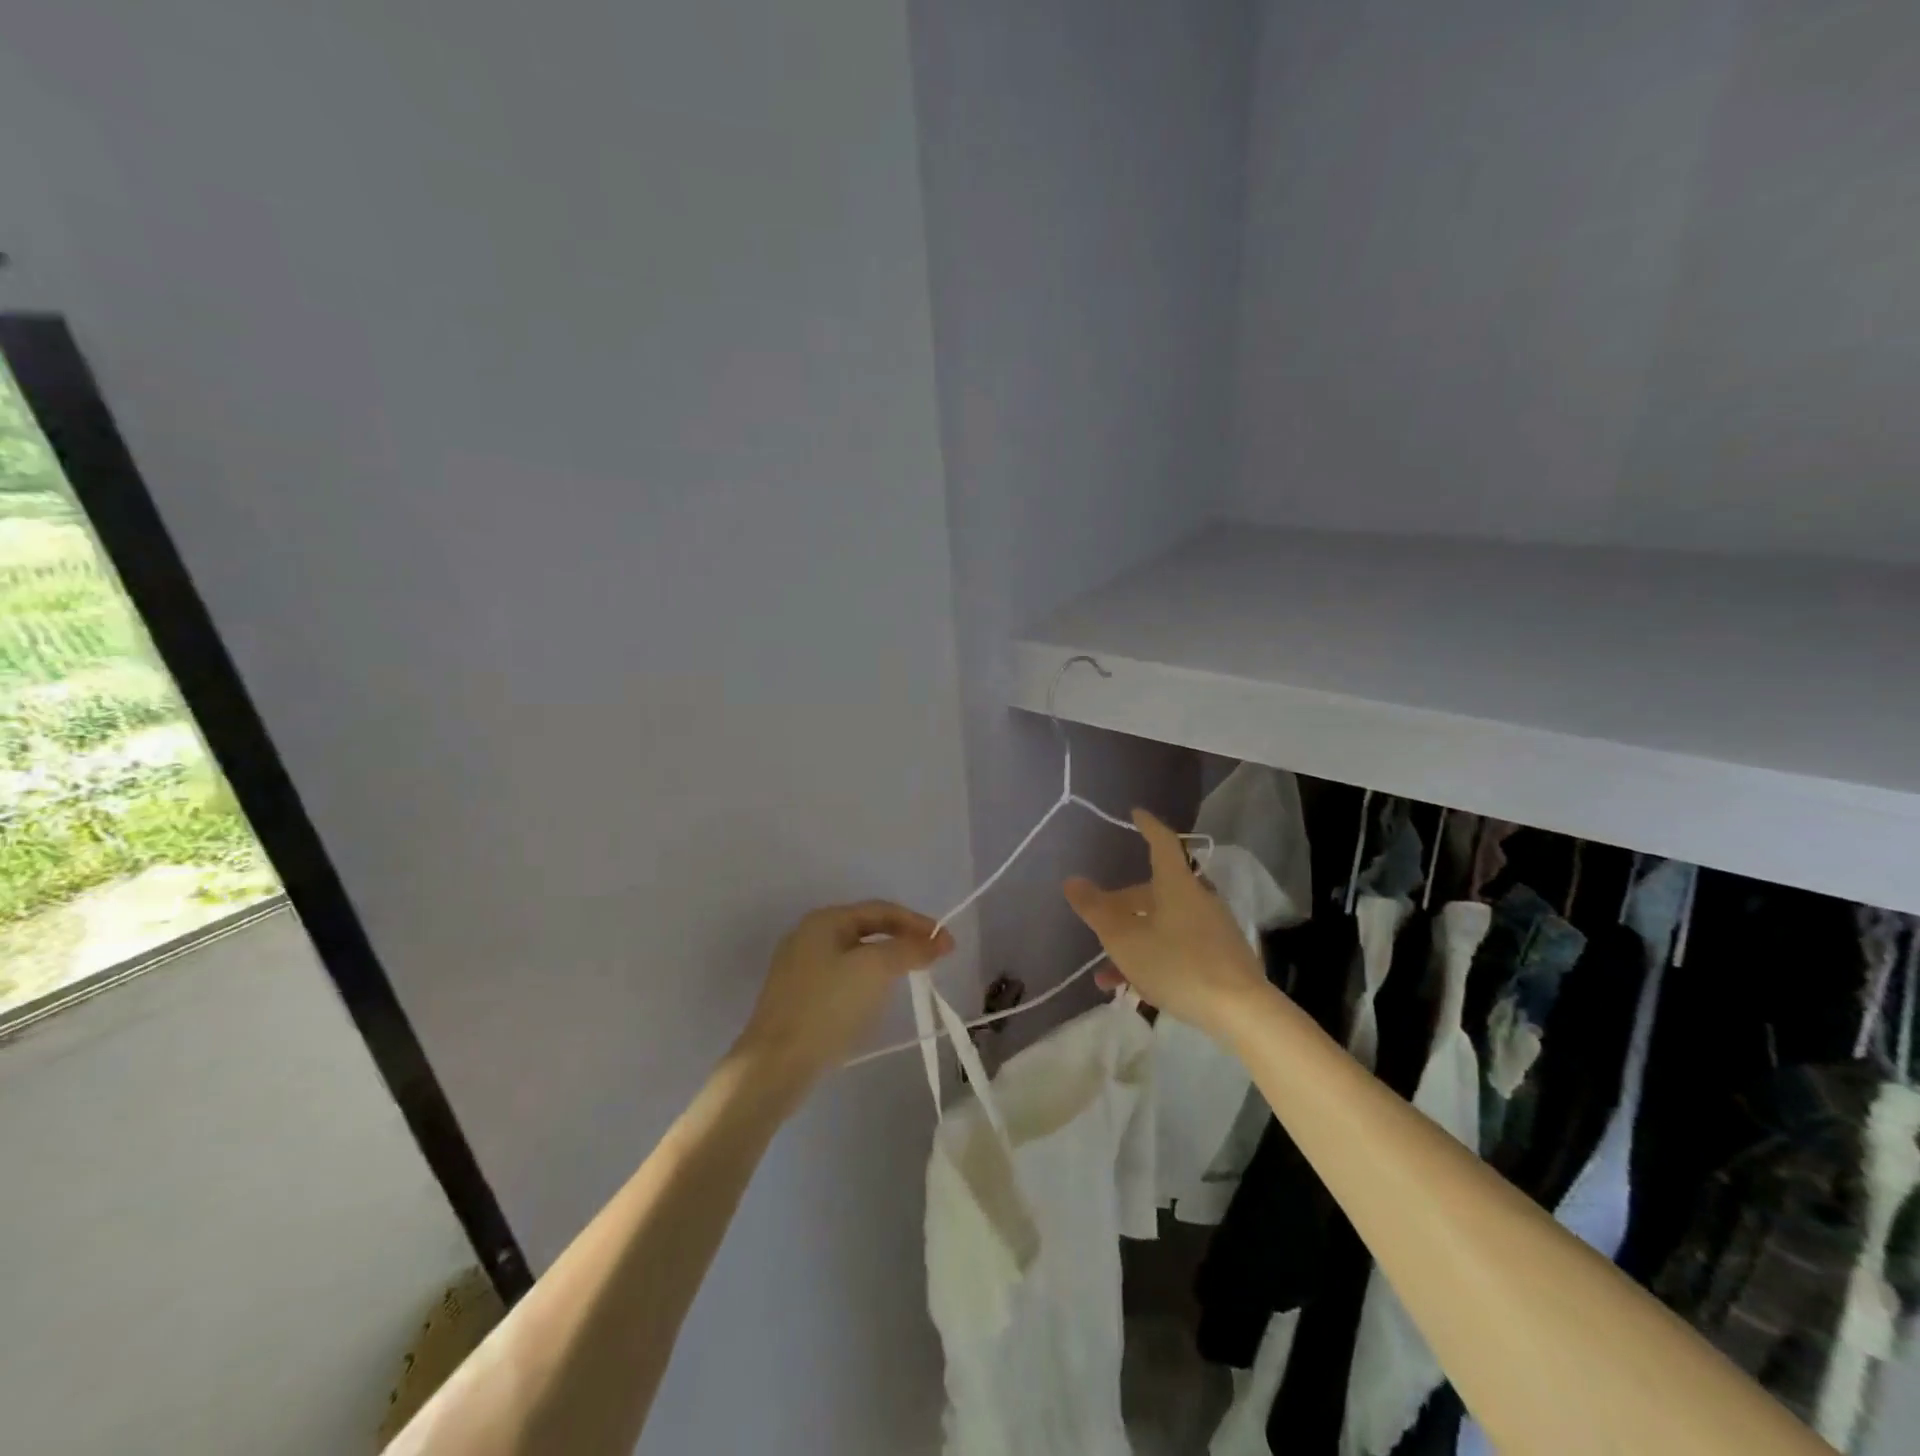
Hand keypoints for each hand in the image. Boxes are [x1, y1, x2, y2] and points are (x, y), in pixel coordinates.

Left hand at [732, 901, 954, 1097]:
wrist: (775, 1065)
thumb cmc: (827, 1006)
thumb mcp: (875, 970)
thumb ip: (909, 950)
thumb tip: (939, 941)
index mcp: (824, 920)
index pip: (881, 910)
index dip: (917, 923)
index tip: (947, 943)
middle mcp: (809, 936)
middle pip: (867, 929)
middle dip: (902, 941)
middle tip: (932, 958)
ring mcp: (800, 968)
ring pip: (855, 955)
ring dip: (886, 961)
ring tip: (910, 977)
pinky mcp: (798, 999)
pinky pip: (842, 979)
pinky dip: (867, 982)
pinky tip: (876, 1000)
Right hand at [1064, 809, 1267, 1039]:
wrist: (1241, 1012)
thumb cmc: (1176, 964)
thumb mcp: (1124, 939)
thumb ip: (1095, 910)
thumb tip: (1072, 881)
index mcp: (1176, 884)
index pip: (1162, 843)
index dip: (1148, 826)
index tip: (1136, 813)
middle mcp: (1197, 898)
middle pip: (1155, 891)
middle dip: (1123, 905)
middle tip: (1098, 918)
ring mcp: (1212, 928)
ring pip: (1163, 924)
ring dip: (1133, 940)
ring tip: (1106, 973)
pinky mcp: (1221, 956)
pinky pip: (1179, 946)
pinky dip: (1154, 957)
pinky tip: (1135, 990)